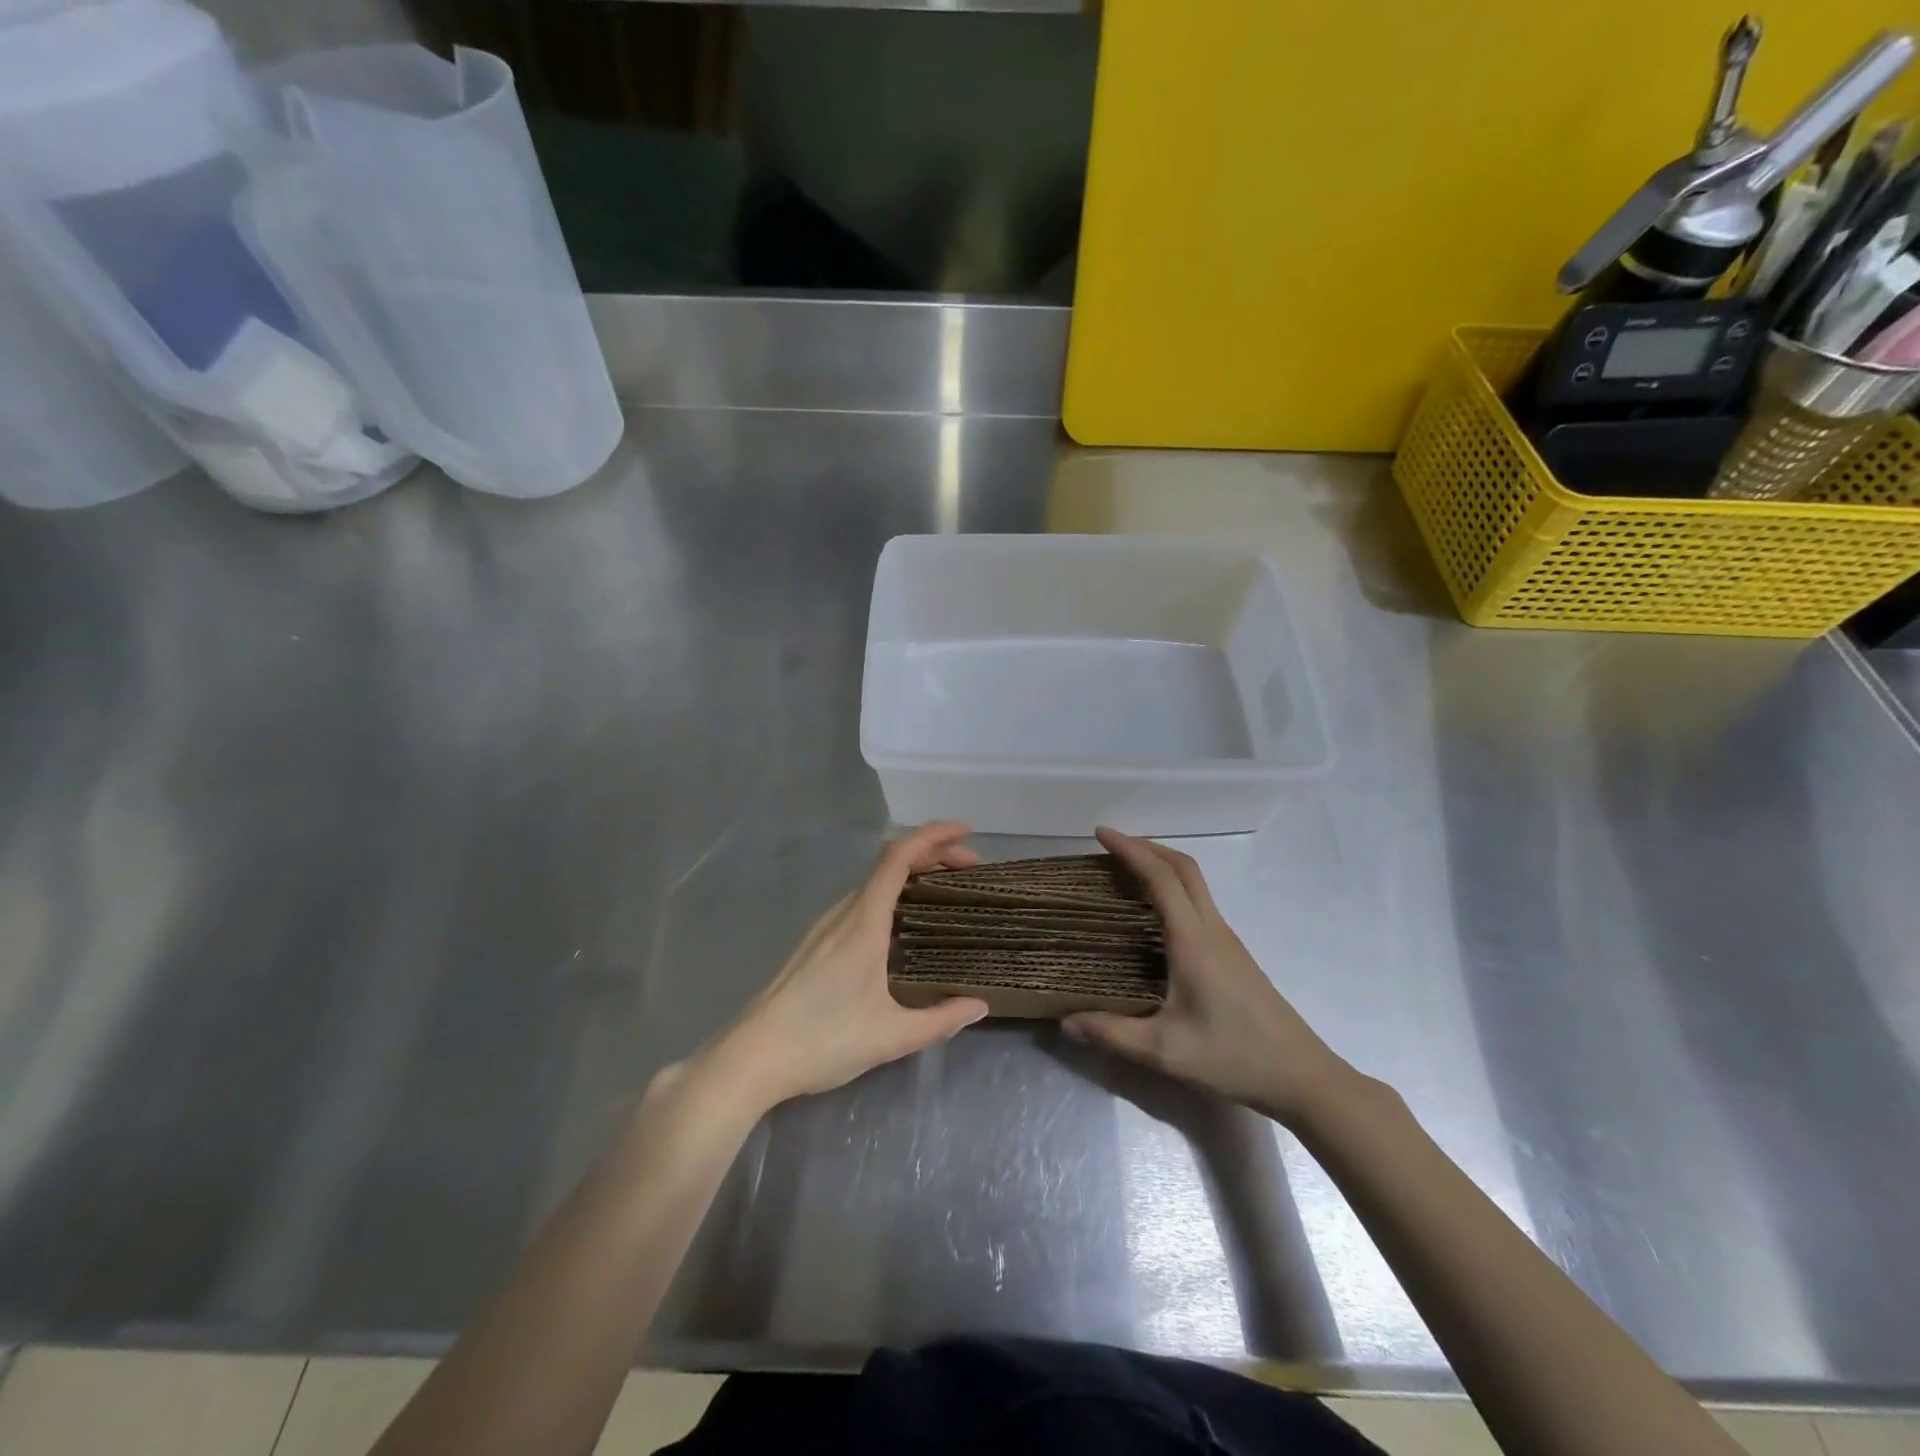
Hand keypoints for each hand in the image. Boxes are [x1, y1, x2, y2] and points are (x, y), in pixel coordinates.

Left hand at [712, 822, 989, 1111]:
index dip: (933, 836)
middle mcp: (843, 913)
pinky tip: (902, 924)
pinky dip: (891, 894)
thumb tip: (979, 1006)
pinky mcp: (816, 942)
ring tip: (942, 891)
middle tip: (968, 869)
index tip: (966, 832)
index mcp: (863, 923)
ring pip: (873, 882)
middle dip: (932, 854)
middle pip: (889, 863)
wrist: (753, 1057)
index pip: (899, 858)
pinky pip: (861, 901)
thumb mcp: (890, 1037)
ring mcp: (826, 926)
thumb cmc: (822, 1041)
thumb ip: (940, 1021)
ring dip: (911, 874)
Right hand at [1063, 828, 1352, 1125]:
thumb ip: (1112, 1034)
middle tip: (1110, 846)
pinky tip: (1154, 914)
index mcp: (1193, 940)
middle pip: (1183, 867)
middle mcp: (1212, 929)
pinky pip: (1198, 903)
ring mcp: (1227, 940)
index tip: (1100, 834)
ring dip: (1162, 865)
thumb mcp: (1165, 1051)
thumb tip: (1065, 1021)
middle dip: (1147, 847)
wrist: (1301, 1077)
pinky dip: (1173, 888)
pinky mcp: (1233, 955)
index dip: (1130, 850)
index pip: (1161, 877)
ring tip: (1125, 872)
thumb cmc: (1233, 1058)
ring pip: (1194, 883)